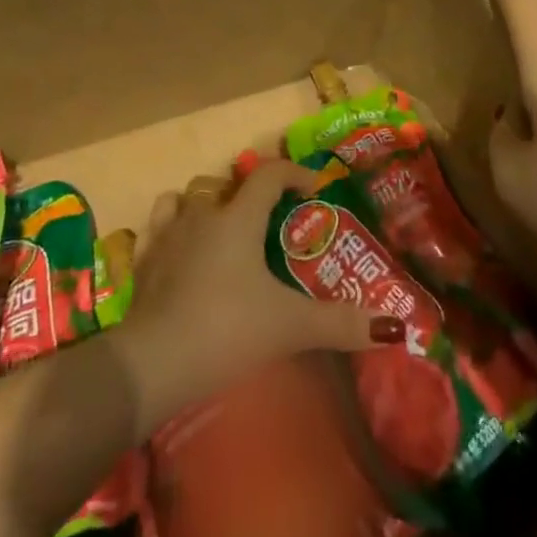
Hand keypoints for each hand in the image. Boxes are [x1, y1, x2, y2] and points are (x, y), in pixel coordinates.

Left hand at [116, 161, 395, 436]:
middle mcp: (202, 214)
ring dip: (203, 204)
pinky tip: (179, 251)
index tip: (312, 188)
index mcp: (238, 218)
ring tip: (220, 229)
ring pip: (185, 198)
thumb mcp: (289, 327)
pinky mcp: (142, 260)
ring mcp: (167, 234)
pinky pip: (156, 227)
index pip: (269, 175)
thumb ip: (340, 324)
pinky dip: (170, 229)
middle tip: (265, 220)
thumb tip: (394, 327)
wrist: (152, 363)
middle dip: (246, 192)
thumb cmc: (226, 330)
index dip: (294, 173)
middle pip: (224, 183)